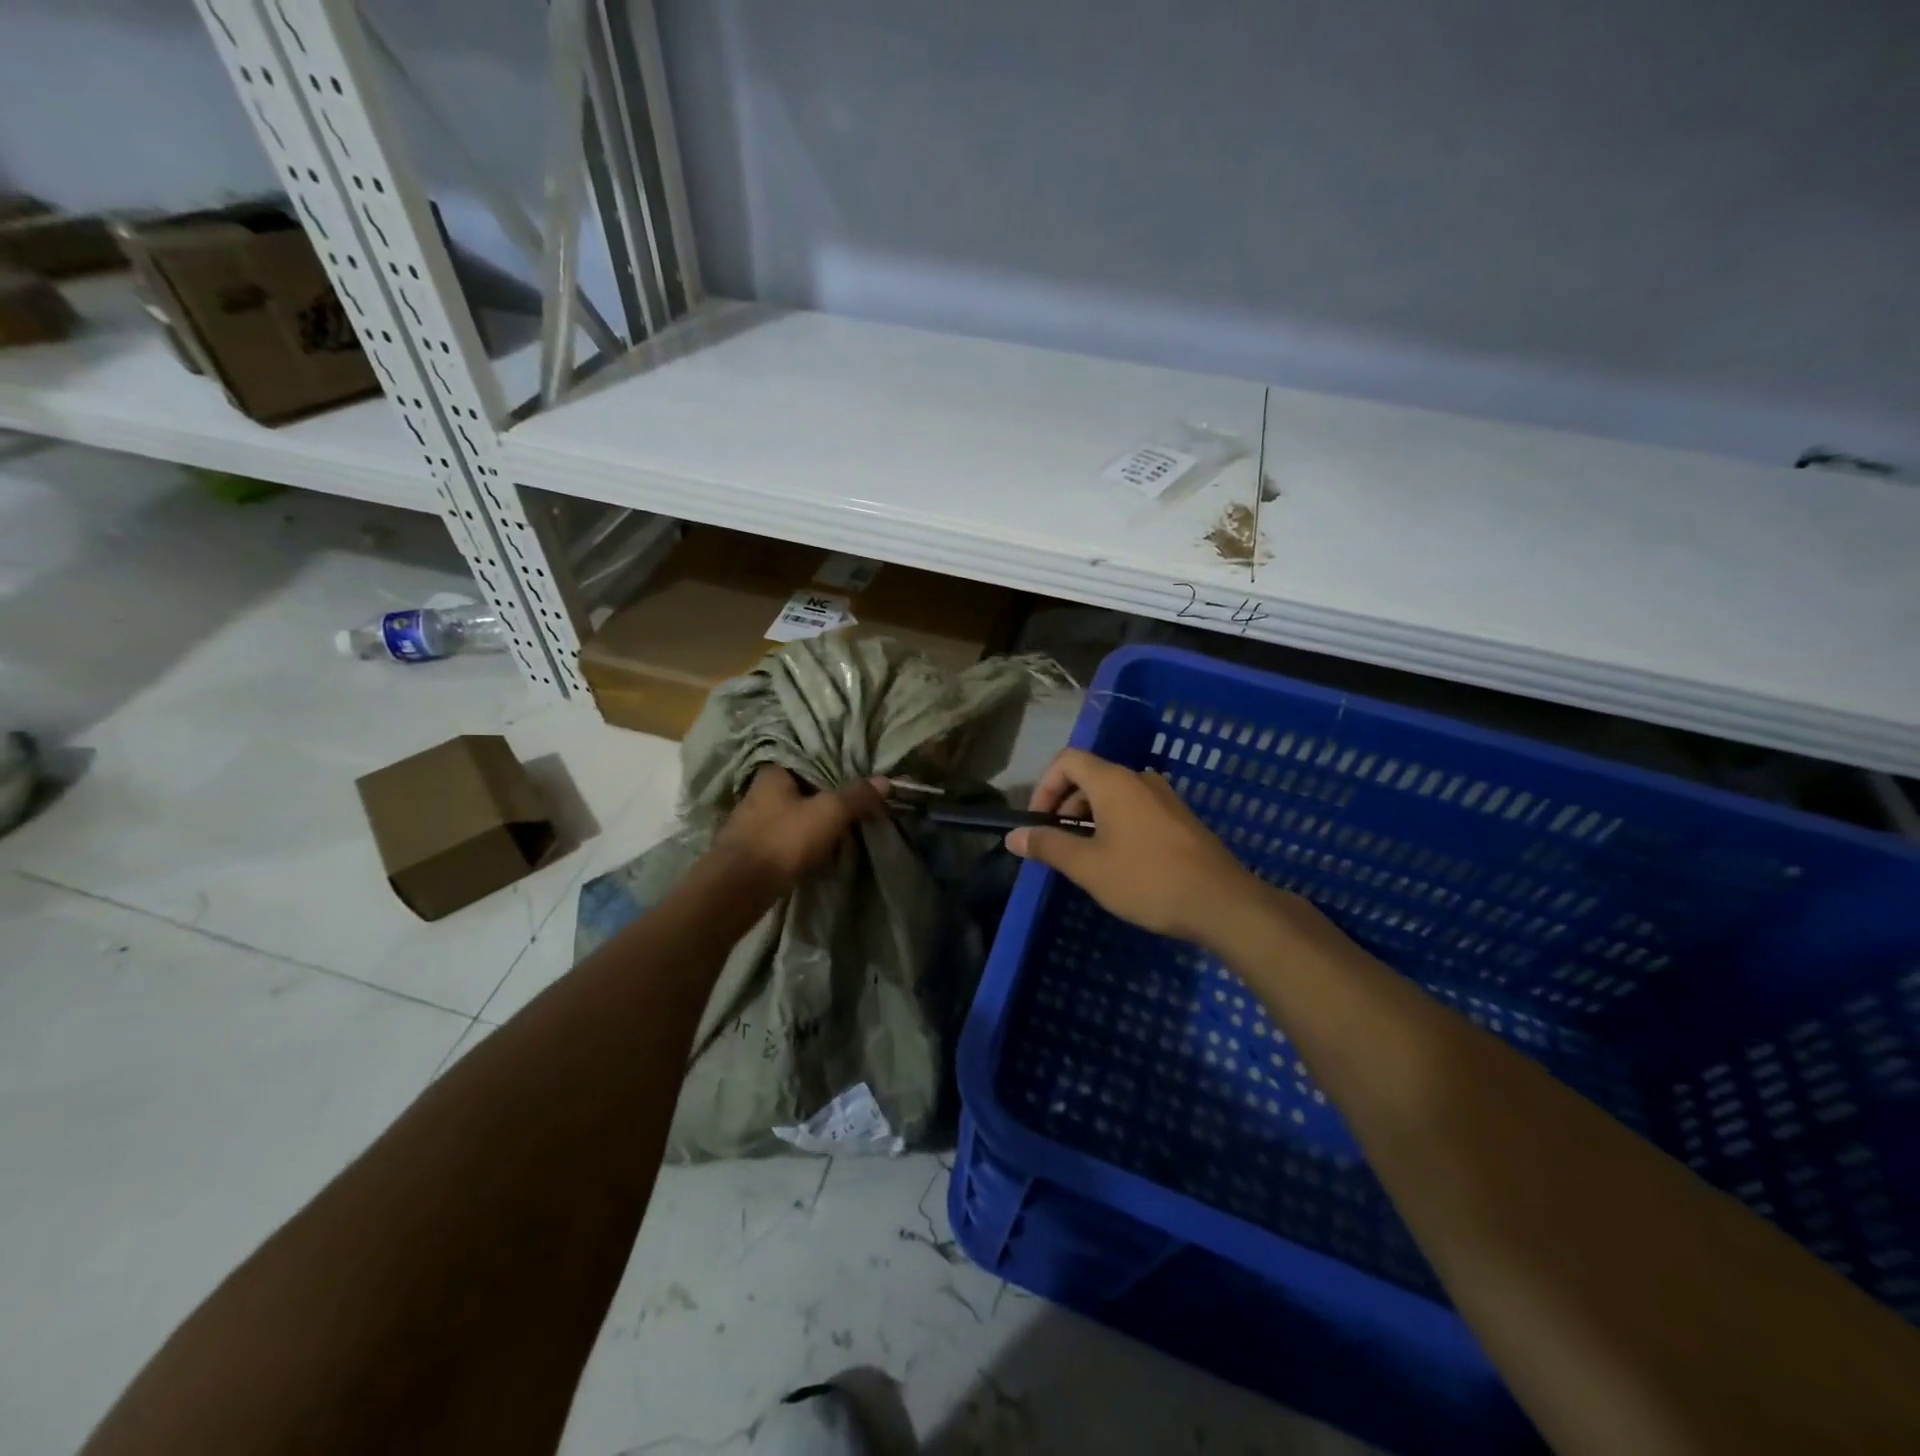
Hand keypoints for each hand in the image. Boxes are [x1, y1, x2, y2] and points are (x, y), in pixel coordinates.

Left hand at [710, 766, 887, 894]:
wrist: (739, 888)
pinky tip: (820, 848)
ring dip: (814, 820)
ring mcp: (753, 821)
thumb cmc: (783, 839)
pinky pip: (786, 836)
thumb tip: (886, 780)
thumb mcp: (829, 813)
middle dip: (826, 795)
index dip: (833, 764)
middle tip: (855, 802)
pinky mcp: (753, 848)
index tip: (856, 773)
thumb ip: (856, 796)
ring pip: (793, 813)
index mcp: (774, 772)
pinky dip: (802, 840)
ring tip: (843, 826)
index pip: (807, 758)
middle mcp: (759, 791)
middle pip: (801, 787)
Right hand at [1006, 747, 1263, 943]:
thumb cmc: (1147, 880)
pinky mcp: (1180, 818)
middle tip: (1057, 844)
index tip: (1038, 822)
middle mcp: (1139, 779)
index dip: (1044, 786)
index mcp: (1114, 781)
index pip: (1067, 760)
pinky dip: (1115, 824)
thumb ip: (1048, 846)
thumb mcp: (1088, 867)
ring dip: (1090, 817)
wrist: (1222, 903)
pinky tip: (1120, 863)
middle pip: (1090, 776)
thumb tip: (1014, 836)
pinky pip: (1136, 809)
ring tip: (1086, 857)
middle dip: (1065, 805)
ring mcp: (1164, 797)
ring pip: (1114, 795)